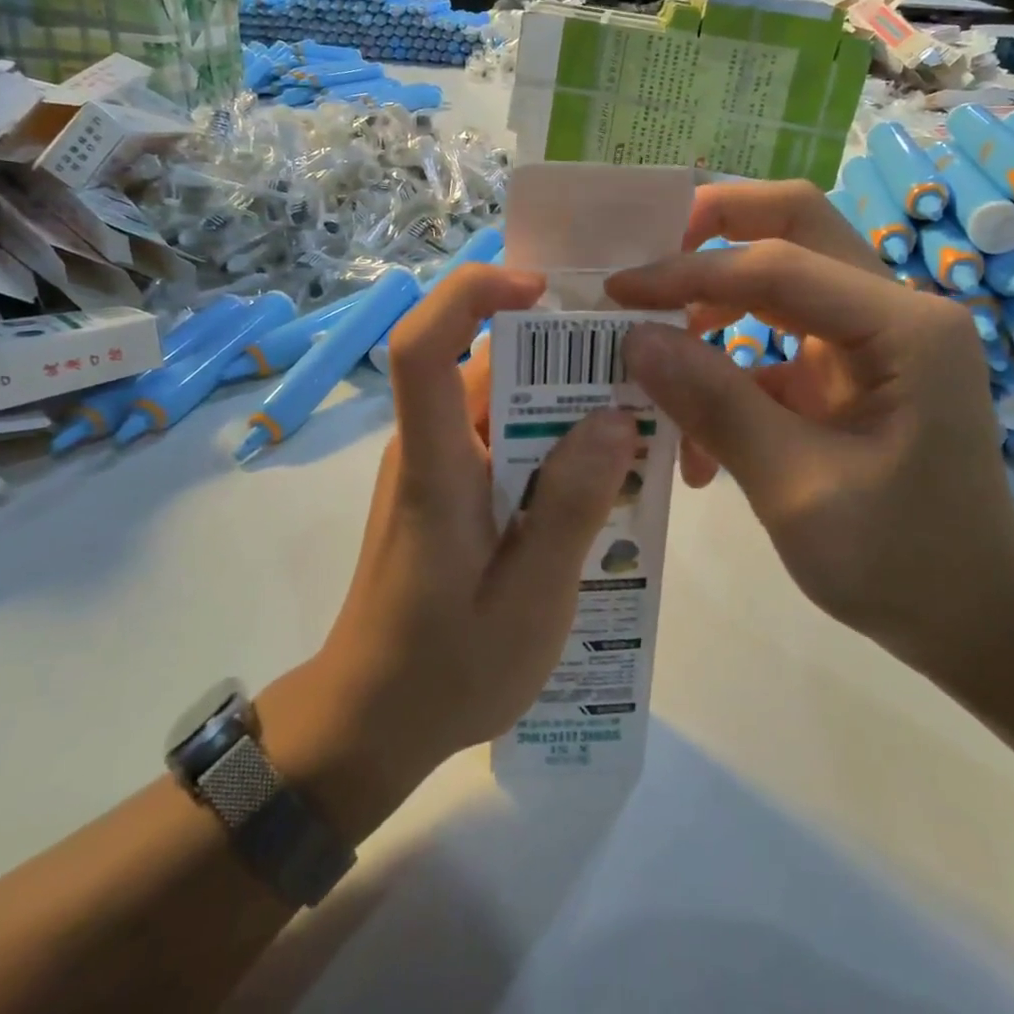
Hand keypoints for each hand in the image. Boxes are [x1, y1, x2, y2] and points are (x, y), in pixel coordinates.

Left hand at [255, 266, 638, 838]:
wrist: (370, 723)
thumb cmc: (444, 671)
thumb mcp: (528, 601)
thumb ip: (571, 507)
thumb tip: (615, 416)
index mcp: (433, 465)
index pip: (423, 346)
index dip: (473, 294)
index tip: (543, 290)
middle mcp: (427, 448)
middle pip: (485, 365)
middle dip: (563, 355)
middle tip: (642, 374)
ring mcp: (437, 468)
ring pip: (503, 402)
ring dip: (566, 404)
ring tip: (639, 428)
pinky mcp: (450, 491)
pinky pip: (504, 440)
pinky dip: (553, 442)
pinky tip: (604, 478)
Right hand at [605, 181, 1013, 677]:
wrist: (975, 623)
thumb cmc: (902, 564)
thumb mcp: (796, 489)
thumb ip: (715, 404)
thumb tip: (634, 338)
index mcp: (903, 328)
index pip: (778, 264)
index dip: (688, 272)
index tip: (616, 293)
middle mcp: (894, 312)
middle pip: (797, 227)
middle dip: (714, 230)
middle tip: (647, 258)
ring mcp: (873, 339)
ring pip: (781, 278)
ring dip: (713, 301)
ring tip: (655, 350)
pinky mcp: (849, 372)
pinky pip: (776, 340)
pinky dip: (728, 365)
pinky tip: (696, 434)